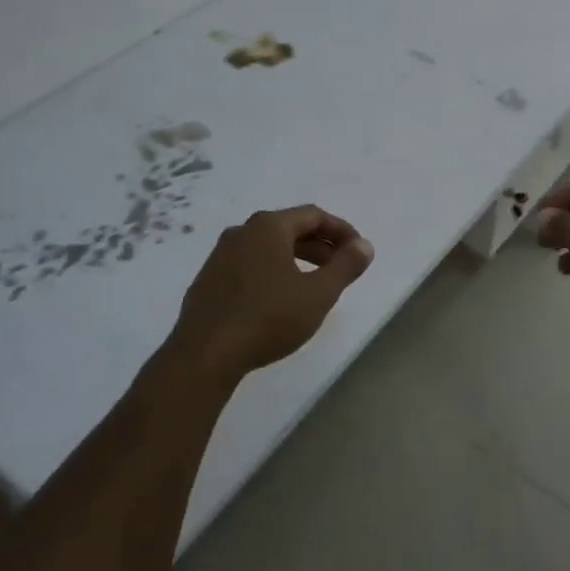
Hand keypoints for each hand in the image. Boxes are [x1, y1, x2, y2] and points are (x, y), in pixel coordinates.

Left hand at [166, 206, 372, 379]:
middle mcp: (241, 232)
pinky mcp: (209, 280)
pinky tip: (280, 300)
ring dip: (297, 259)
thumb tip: (364, 245)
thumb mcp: (318, 294)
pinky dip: (273, 272)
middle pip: (290, 229)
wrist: (205, 355)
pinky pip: (249, 265)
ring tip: (315, 285)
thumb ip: (345, 266)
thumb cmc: (268, 318)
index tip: (359, 251)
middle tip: (342, 268)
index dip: (341, 231)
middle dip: (320, 246)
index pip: (313, 215)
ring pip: (268, 248)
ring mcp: (220, 256)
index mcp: (268, 226)